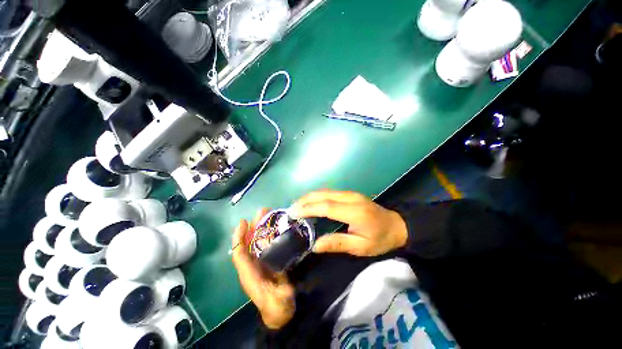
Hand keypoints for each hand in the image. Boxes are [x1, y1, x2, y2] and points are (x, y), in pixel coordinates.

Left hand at [231, 209, 294, 329]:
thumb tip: (284, 280)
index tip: (243, 222)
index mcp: (250, 275)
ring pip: (255, 242)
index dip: (239, 238)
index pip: (240, 254)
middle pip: (248, 243)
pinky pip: (263, 245)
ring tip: (267, 215)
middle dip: (252, 227)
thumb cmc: (277, 307)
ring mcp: (259, 263)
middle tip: (261, 212)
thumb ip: (281, 294)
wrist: (279, 312)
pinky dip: (267, 235)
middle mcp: (251, 266)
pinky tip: (274, 227)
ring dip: (259, 228)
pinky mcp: (267, 261)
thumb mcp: (279, 302)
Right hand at [290, 190, 407, 256]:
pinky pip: (329, 192)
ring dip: (310, 196)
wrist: (397, 225)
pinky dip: (317, 196)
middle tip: (291, 209)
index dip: (309, 208)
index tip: (294, 213)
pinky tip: (311, 202)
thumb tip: (315, 245)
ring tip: (297, 205)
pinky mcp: (350, 194)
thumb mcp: (361, 247)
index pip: (326, 206)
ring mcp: (350, 193)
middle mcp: (350, 198)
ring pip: (325, 191)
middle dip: (305, 200)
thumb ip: (338, 244)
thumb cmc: (380, 239)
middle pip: (323, 194)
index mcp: (354, 211)